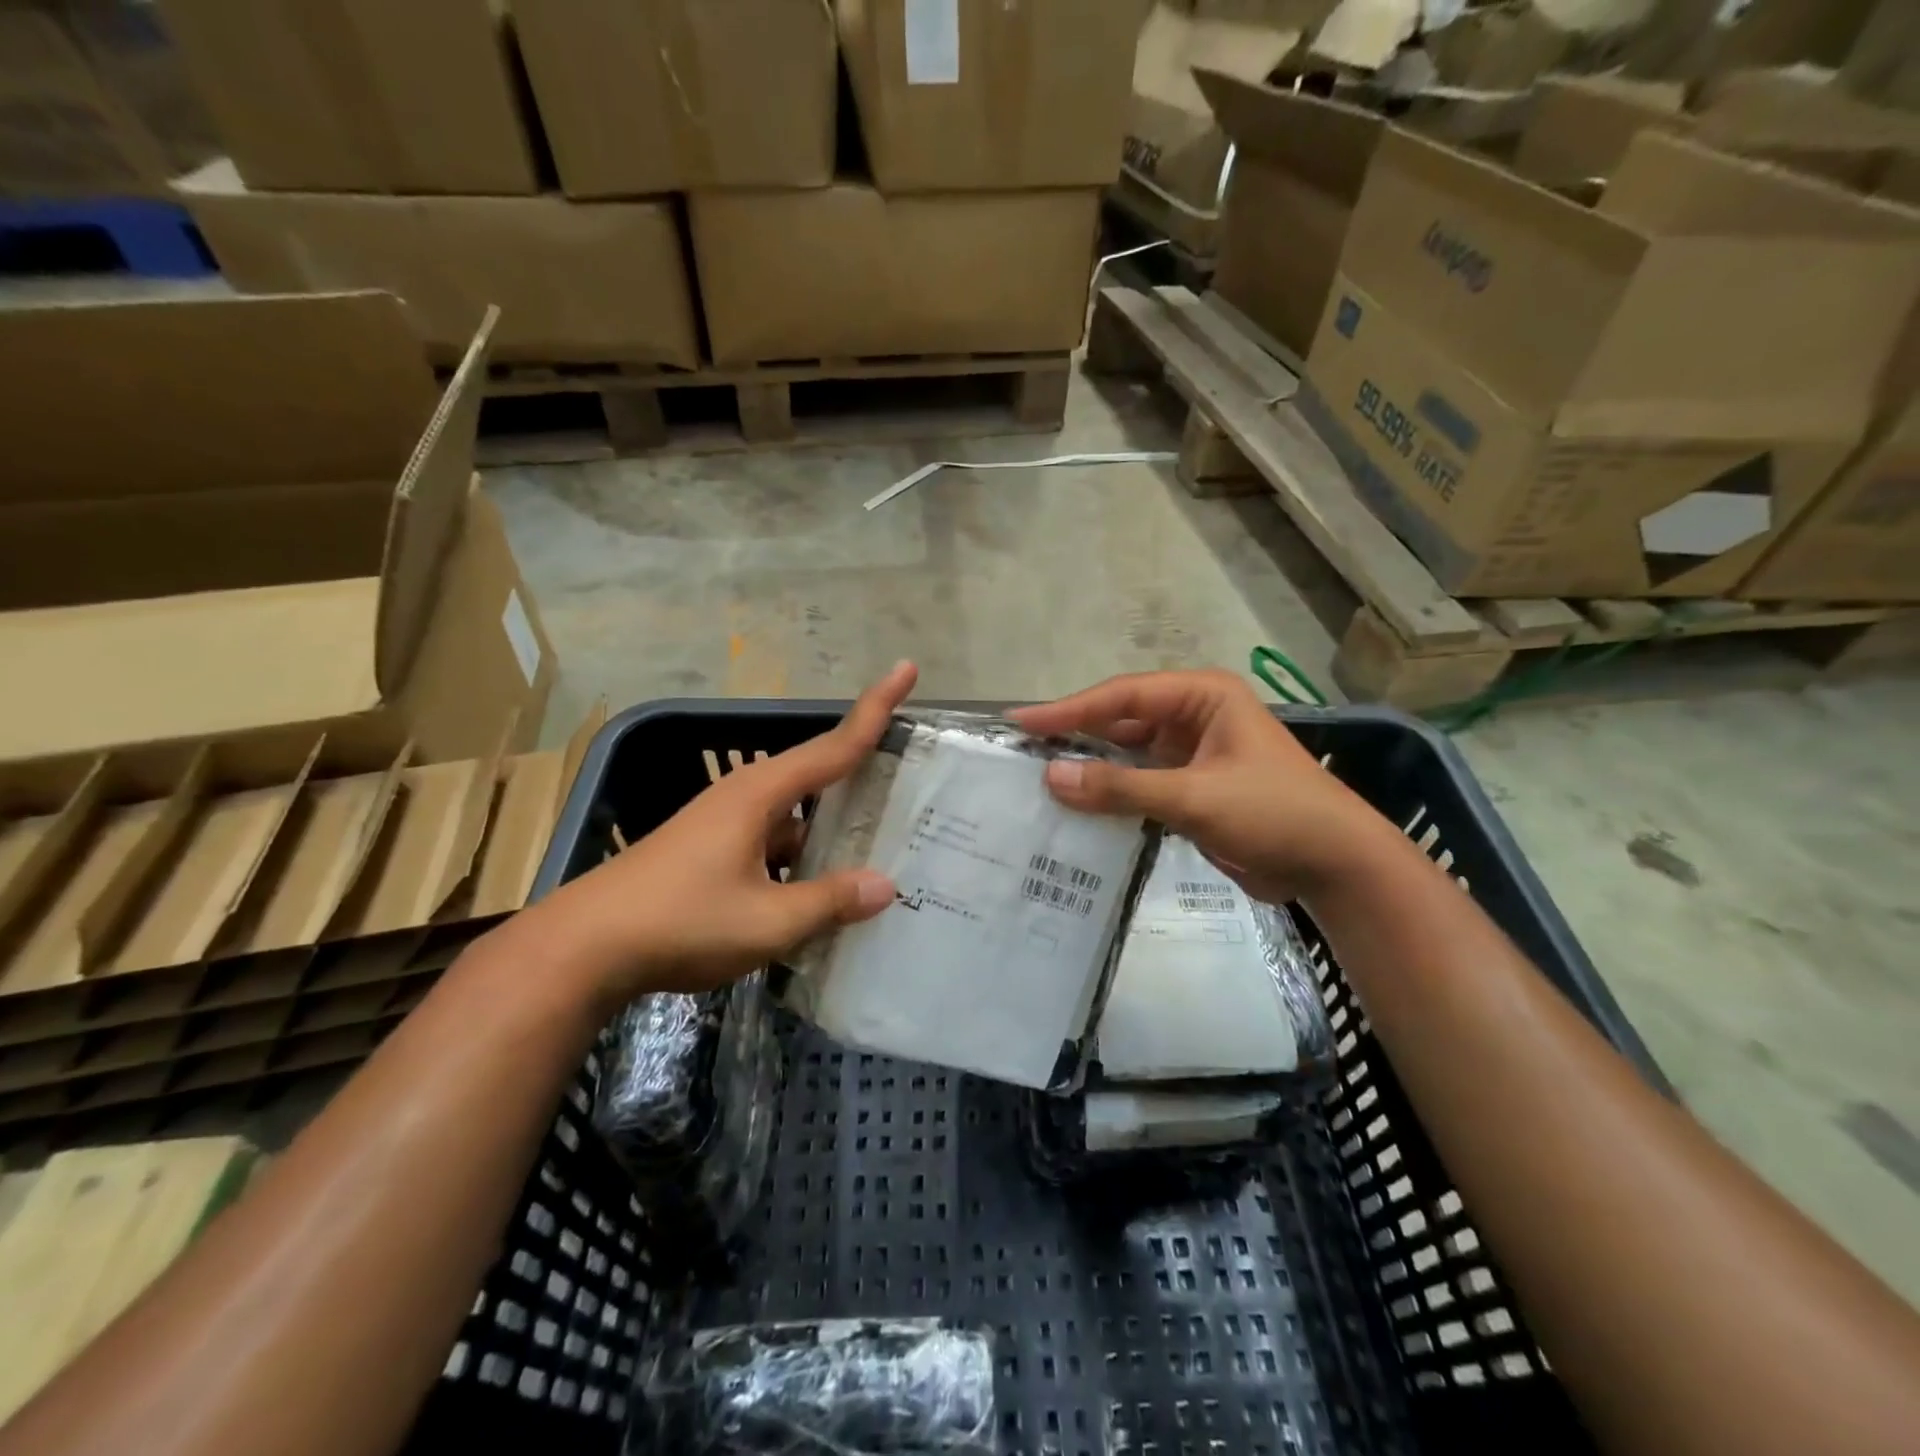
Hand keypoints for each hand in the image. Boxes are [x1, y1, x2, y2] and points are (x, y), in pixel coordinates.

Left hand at [528, 662, 916, 1004]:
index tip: (907, 669)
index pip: (834, 745)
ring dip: (829, 830)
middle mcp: (742, 797)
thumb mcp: (765, 921)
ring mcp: (721, 825)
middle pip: (816, 776)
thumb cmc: (678, 922)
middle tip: (908, 780)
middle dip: (860, 774)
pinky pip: (771, 844)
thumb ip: (828, 902)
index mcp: (760, 795)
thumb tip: (886, 887)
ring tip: (876, 850)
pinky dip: (800, 859)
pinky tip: (818, 894)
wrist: (579, 950)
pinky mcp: (707, 852)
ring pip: (793, 818)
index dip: (876, 708)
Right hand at [1010, 669, 1394, 904]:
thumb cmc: (1274, 812)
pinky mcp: (1189, 790)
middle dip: (1075, 738)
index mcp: (1201, 697)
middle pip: (1120, 722)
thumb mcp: (1195, 796)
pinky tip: (1075, 809)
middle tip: (1021, 753)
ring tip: (1037, 782)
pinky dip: (1110, 797)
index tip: (1021, 722)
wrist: (1335, 866)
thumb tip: (1052, 778)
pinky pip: (1138, 786)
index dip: (1069, 709)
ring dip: (1090, 770)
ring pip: (1126, 756)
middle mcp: (1192, 718)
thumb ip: (1122, 788)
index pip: (1122, 696)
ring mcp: (1190, 756)